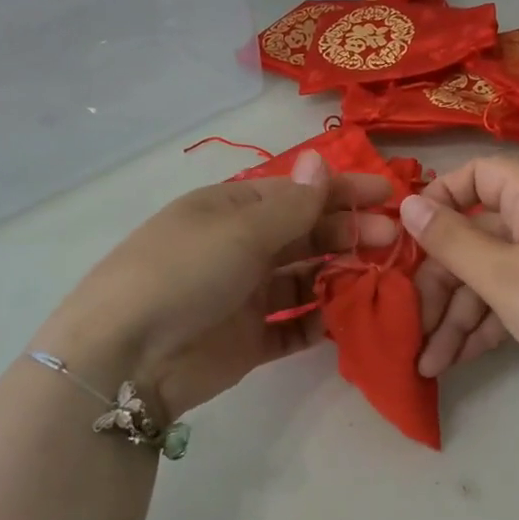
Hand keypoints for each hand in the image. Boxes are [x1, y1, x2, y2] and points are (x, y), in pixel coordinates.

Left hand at [31, 153, 397, 417]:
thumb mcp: (239, 230)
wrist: (127, 359)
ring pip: (305, 279)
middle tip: (391, 240)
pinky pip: (294, 325)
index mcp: (232, 209)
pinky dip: (321, 320)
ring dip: (340, 275)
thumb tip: (320, 161)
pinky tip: (349, 317)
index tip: (388, 195)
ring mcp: (245, 295)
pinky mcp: (250, 339)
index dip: (342, 190)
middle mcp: (240, 248)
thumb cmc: (184, 273)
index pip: (297, 192)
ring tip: (379, 277)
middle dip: (349, 232)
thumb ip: (292, 205)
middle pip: (306, 233)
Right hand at [400, 155, 518, 404]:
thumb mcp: (502, 277)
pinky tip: (460, 358)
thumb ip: (450, 240)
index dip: (437, 201)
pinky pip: (515, 289)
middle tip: (413, 329)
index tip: (407, 240)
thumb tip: (406, 202)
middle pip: (476, 234)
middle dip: (441, 285)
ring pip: (492, 270)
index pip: (475, 174)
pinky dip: (489, 320)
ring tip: (430, 364)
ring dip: (459, 315)